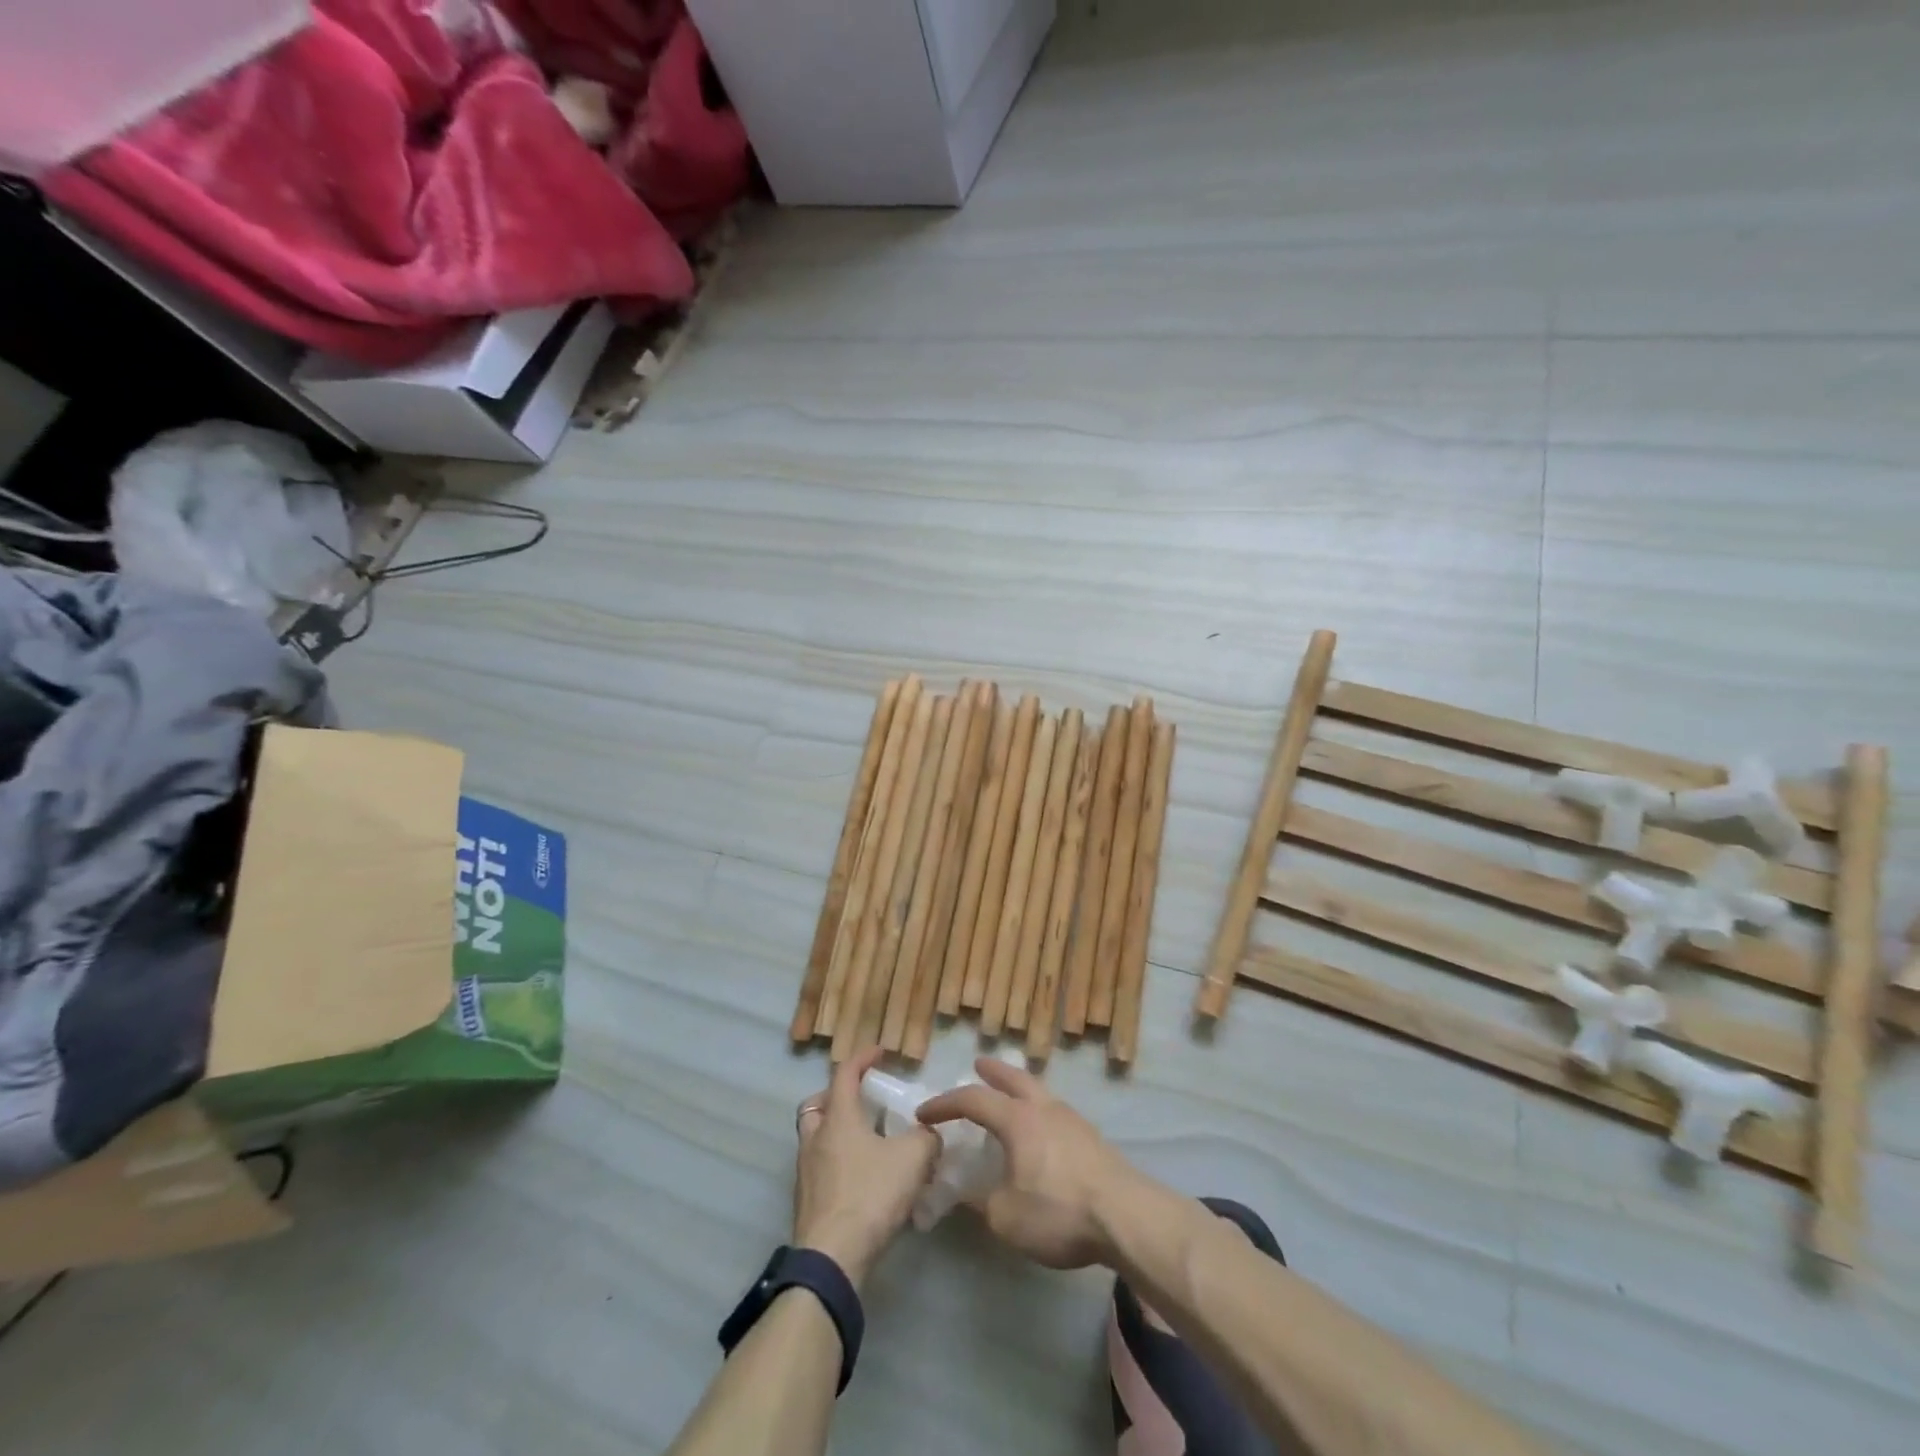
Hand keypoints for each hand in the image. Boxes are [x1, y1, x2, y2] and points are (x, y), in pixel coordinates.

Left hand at [792, 1047, 939, 1287]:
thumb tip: (930, 1134)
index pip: (845, 1074)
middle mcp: (816, 1138)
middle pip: (818, 1104)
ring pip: (816, 1137)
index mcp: (838, 1119)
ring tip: (868, 1142)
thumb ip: (926, 1139)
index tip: (880, 1052)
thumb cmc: (869, 1196)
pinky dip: (838, 1163)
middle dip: (838, 1097)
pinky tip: (862, 1179)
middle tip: (862, 1102)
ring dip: (837, 1132)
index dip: (863, 1058)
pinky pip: (820, 1168)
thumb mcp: (912, 1160)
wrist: (832, 1259)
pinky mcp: (807, 1202)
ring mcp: (806, 1172)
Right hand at [916, 1057, 1143, 1269]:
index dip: (945, 1104)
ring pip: (1039, 1091)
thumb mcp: (1006, 1217)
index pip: (973, 1099)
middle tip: (977, 1064)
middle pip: (1014, 1078)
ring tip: (1010, 1095)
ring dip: (1020, 1088)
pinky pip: (1055, 1111)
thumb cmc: (1059, 1211)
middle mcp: (1044, 1108)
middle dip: (992, 1071)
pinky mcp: (1092, 1139)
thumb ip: (980, 1202)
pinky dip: (1038, 1109)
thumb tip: (964, 1192)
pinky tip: (1040, 1130)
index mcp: (1018, 1119)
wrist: (1126, 1217)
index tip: (924, 1114)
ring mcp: (1072, 1120)